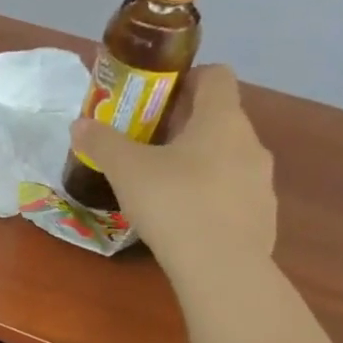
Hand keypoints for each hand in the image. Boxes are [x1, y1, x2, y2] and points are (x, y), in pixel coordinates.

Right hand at [70, 64, 275, 295]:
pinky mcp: (263, 216)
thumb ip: (102, 143)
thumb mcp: (126, 170)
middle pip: (220, 119)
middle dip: (186, 126)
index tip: (158, 96)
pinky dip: (212, 198)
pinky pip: (234, 194)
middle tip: (148, 146)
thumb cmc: (173, 203)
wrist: (220, 266)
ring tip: (165, 187)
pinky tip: (186, 221)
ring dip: (200, 163)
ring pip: (229, 158)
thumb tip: (79, 124)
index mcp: (221, 120)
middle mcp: (250, 142)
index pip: (216, 75)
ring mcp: (262, 181)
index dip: (188, 78)